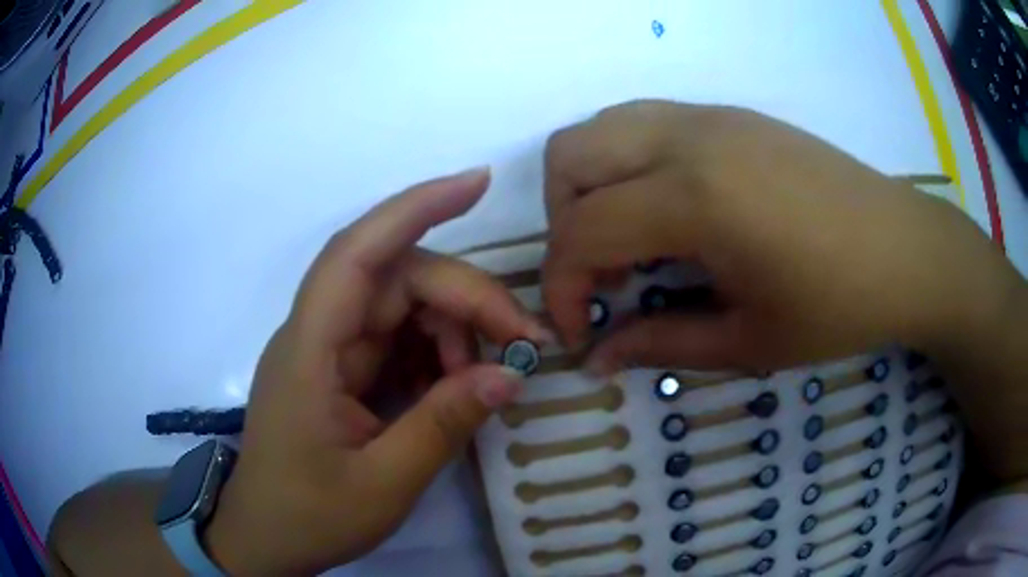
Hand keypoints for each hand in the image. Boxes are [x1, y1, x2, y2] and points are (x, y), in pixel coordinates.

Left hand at [205, 168, 547, 574]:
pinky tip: (456, 386)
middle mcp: (318, 334)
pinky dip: (438, 355)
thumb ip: (444, 425)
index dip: (415, 208)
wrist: (267, 538)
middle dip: (465, 299)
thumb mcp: (383, 483)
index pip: (358, 254)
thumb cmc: (309, 515)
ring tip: (486, 376)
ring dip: (454, 330)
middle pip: (397, 279)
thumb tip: (511, 375)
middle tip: (522, 341)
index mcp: (310, 351)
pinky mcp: (342, 371)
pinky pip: (398, 340)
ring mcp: (330, 351)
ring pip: (402, 306)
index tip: (477, 183)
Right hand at [542, 101, 1021, 371]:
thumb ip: (659, 344)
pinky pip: (644, 122)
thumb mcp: (749, 341)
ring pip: (602, 127)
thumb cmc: (839, 306)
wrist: (907, 251)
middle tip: (603, 273)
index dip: (563, 287)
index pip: (582, 229)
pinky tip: (671, 211)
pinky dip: (628, 165)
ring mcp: (710, 116)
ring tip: (630, 240)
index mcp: (697, 197)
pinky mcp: (730, 114)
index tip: (581, 330)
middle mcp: (689, 136)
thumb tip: (595, 359)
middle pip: (569, 156)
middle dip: (563, 221)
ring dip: (591, 185)